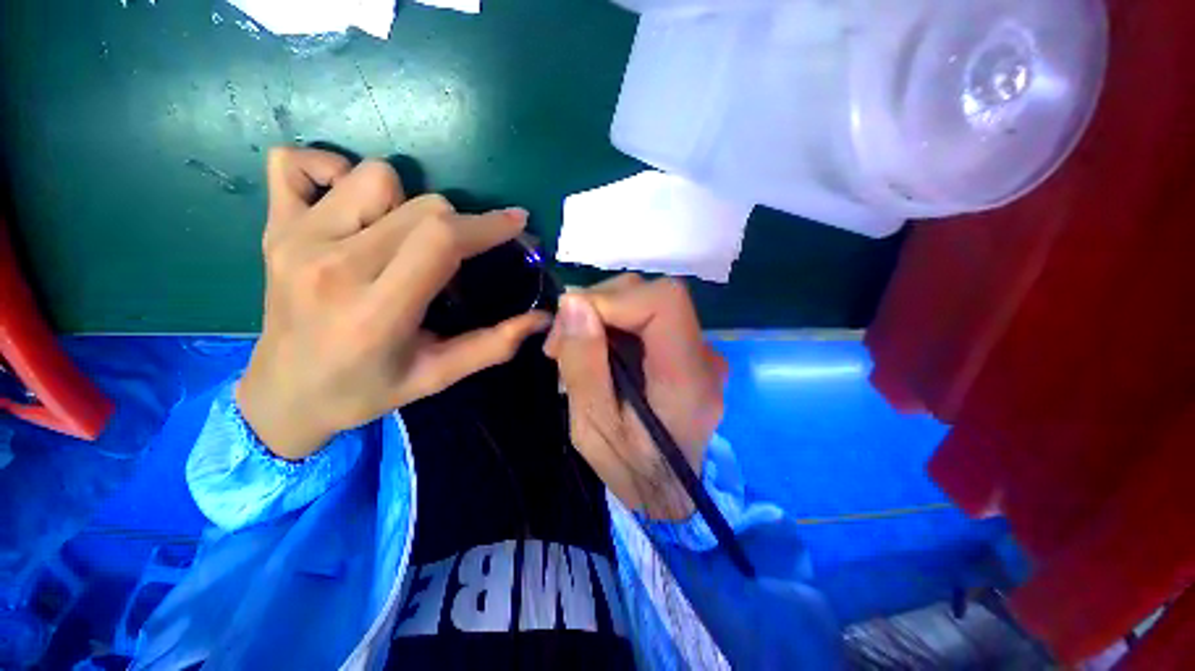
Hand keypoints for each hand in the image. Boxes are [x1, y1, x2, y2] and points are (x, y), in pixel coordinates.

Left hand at [237, 147, 550, 460]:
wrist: (283, 395)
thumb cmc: (365, 390)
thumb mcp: (438, 377)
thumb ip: (493, 346)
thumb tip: (542, 319)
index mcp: (377, 311)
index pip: (442, 240)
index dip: (487, 225)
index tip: (516, 224)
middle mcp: (333, 265)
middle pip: (422, 207)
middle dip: (459, 224)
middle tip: (459, 255)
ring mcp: (296, 239)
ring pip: (376, 178)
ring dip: (408, 203)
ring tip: (405, 238)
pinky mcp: (273, 227)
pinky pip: (295, 163)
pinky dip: (330, 169)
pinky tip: (350, 204)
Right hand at [544, 275, 728, 519]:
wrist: (668, 493)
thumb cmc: (631, 470)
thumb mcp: (593, 427)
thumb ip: (584, 365)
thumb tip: (573, 303)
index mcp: (687, 378)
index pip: (665, 302)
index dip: (614, 299)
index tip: (572, 322)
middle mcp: (703, 356)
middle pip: (652, 294)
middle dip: (598, 307)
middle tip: (561, 344)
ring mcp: (698, 351)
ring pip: (645, 300)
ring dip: (602, 315)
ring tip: (574, 350)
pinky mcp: (684, 350)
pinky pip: (646, 318)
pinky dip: (613, 324)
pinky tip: (596, 350)